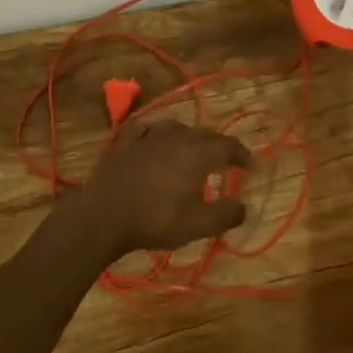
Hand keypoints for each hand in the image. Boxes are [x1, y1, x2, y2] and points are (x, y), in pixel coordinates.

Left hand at [67, 119, 253, 260]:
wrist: (102, 216)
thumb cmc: (155, 220)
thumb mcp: (197, 225)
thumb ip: (225, 214)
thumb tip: (244, 206)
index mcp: (197, 153)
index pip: (228, 146)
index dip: (242, 154)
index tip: (250, 165)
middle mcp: (176, 136)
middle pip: (205, 134)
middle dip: (219, 145)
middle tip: (225, 160)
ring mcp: (148, 135)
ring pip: (177, 127)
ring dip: (190, 137)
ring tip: (192, 149)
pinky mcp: (125, 140)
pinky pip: (148, 128)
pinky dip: (159, 133)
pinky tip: (156, 139)